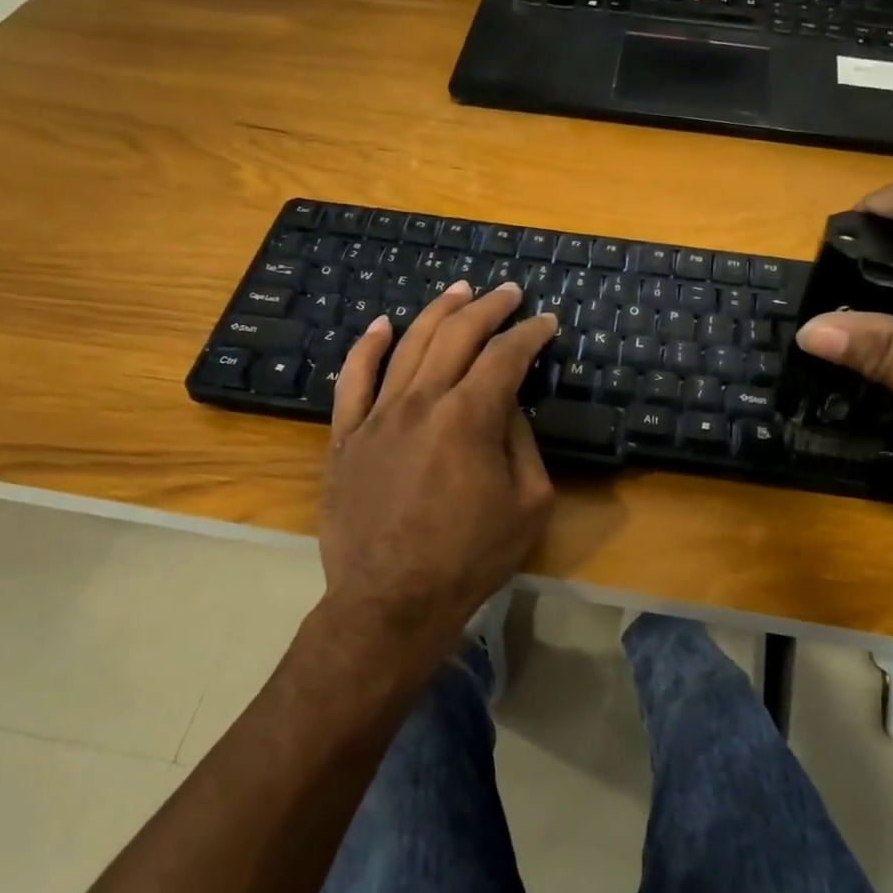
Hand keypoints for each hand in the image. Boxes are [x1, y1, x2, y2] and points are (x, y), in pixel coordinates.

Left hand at [317, 281, 556, 661]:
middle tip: (508, 292)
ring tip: (459, 291)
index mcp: (469, 417)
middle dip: (488, 307)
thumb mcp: (529, 503)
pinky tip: (383, 325)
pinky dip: (367, 347)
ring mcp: (377, 416)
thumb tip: (508, 406)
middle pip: (457, 335)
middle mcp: (421, 401)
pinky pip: (352, 380)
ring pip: (408, 345)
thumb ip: (522, 442)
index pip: (506, 356)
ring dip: (437, 312)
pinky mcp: (346, 437)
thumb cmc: (470, 557)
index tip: (546, 322)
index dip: (530, 334)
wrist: (392, 601)